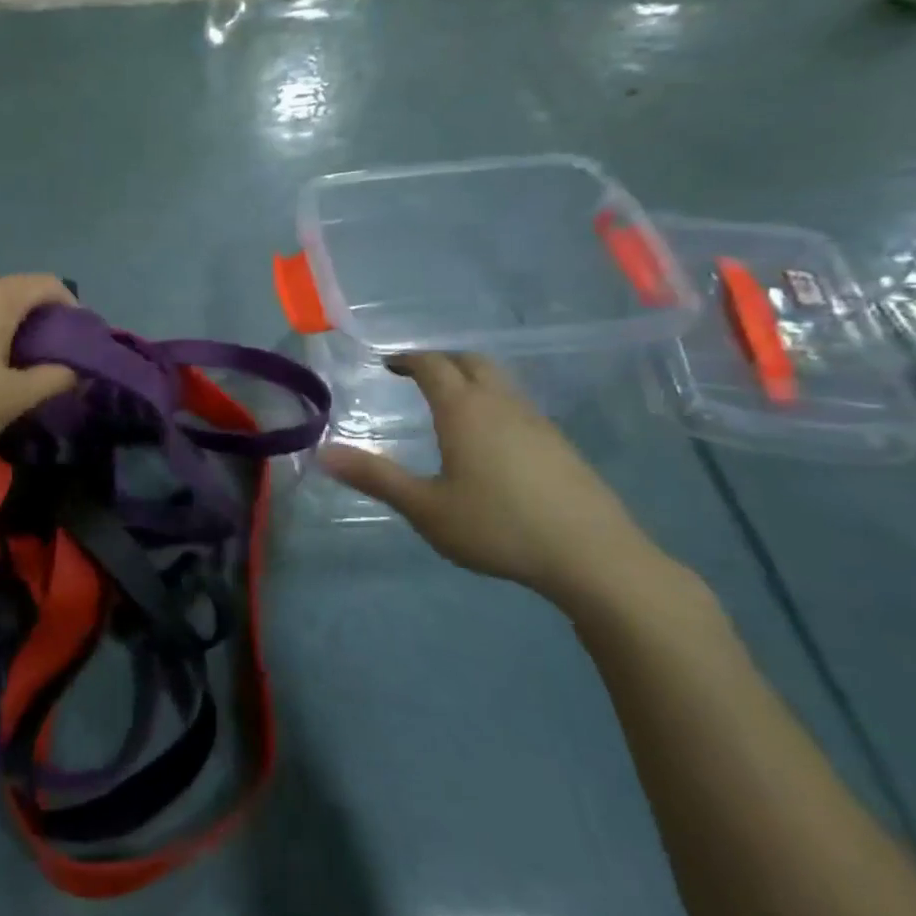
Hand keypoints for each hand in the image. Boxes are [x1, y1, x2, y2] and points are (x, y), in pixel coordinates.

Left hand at [0, 276, 78, 462]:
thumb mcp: (13, 397)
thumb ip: (54, 380)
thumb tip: (77, 370)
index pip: (50, 284)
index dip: (75, 310)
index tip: (82, 346)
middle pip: (22, 292)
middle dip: (46, 323)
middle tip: (56, 363)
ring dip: (17, 331)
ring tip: (21, 369)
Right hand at [320, 353, 664, 604]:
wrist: (592, 555)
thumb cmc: (498, 527)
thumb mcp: (425, 508)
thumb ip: (375, 478)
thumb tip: (323, 452)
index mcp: (464, 410)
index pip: (432, 365)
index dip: (407, 359)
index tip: (387, 364)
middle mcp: (501, 404)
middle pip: (471, 362)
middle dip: (440, 361)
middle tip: (416, 376)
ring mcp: (536, 422)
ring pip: (499, 382)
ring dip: (470, 380)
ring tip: (449, 405)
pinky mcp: (559, 444)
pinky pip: (517, 406)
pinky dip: (493, 403)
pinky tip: (489, 441)